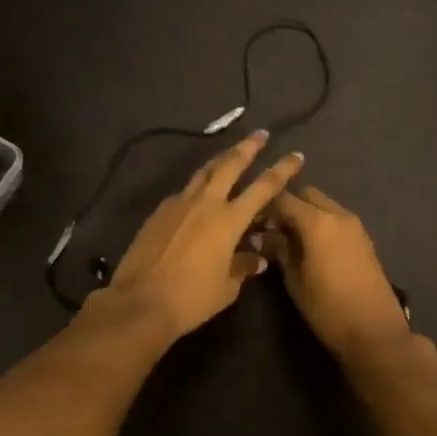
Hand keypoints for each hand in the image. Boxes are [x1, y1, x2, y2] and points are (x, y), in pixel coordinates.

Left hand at [97, 131, 304, 339]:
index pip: (264, 187)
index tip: (296, 156)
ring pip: (204, 171)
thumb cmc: (191, 298)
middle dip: (248, 147)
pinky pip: (184, 191)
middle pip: (230, 164)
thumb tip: (256, 257)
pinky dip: (197, 187)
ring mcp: (179, 203)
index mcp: (229, 220)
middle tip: (260, 134)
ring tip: (230, 152)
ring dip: (220, 159)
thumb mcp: (227, 287)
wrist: (140, 302)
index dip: (282, 170)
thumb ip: (243, 266)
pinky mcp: (159, 212)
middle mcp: (206, 203)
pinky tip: (198, 194)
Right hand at [263, 185, 410, 360]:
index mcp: (317, 222)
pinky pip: (337, 218)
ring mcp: (354, 225)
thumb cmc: (328, 309)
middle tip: (273, 229)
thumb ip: (280, 251)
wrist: (375, 331)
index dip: (265, 207)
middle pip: (307, 195)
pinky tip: (312, 246)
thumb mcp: (295, 281)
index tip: (252, 221)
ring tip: (291, 239)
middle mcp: (337, 214)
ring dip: (306, 213)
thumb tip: (263, 236)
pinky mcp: (364, 238)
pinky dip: (322, 222)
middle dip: (288, 205)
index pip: (284, 199)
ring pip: (324, 204)